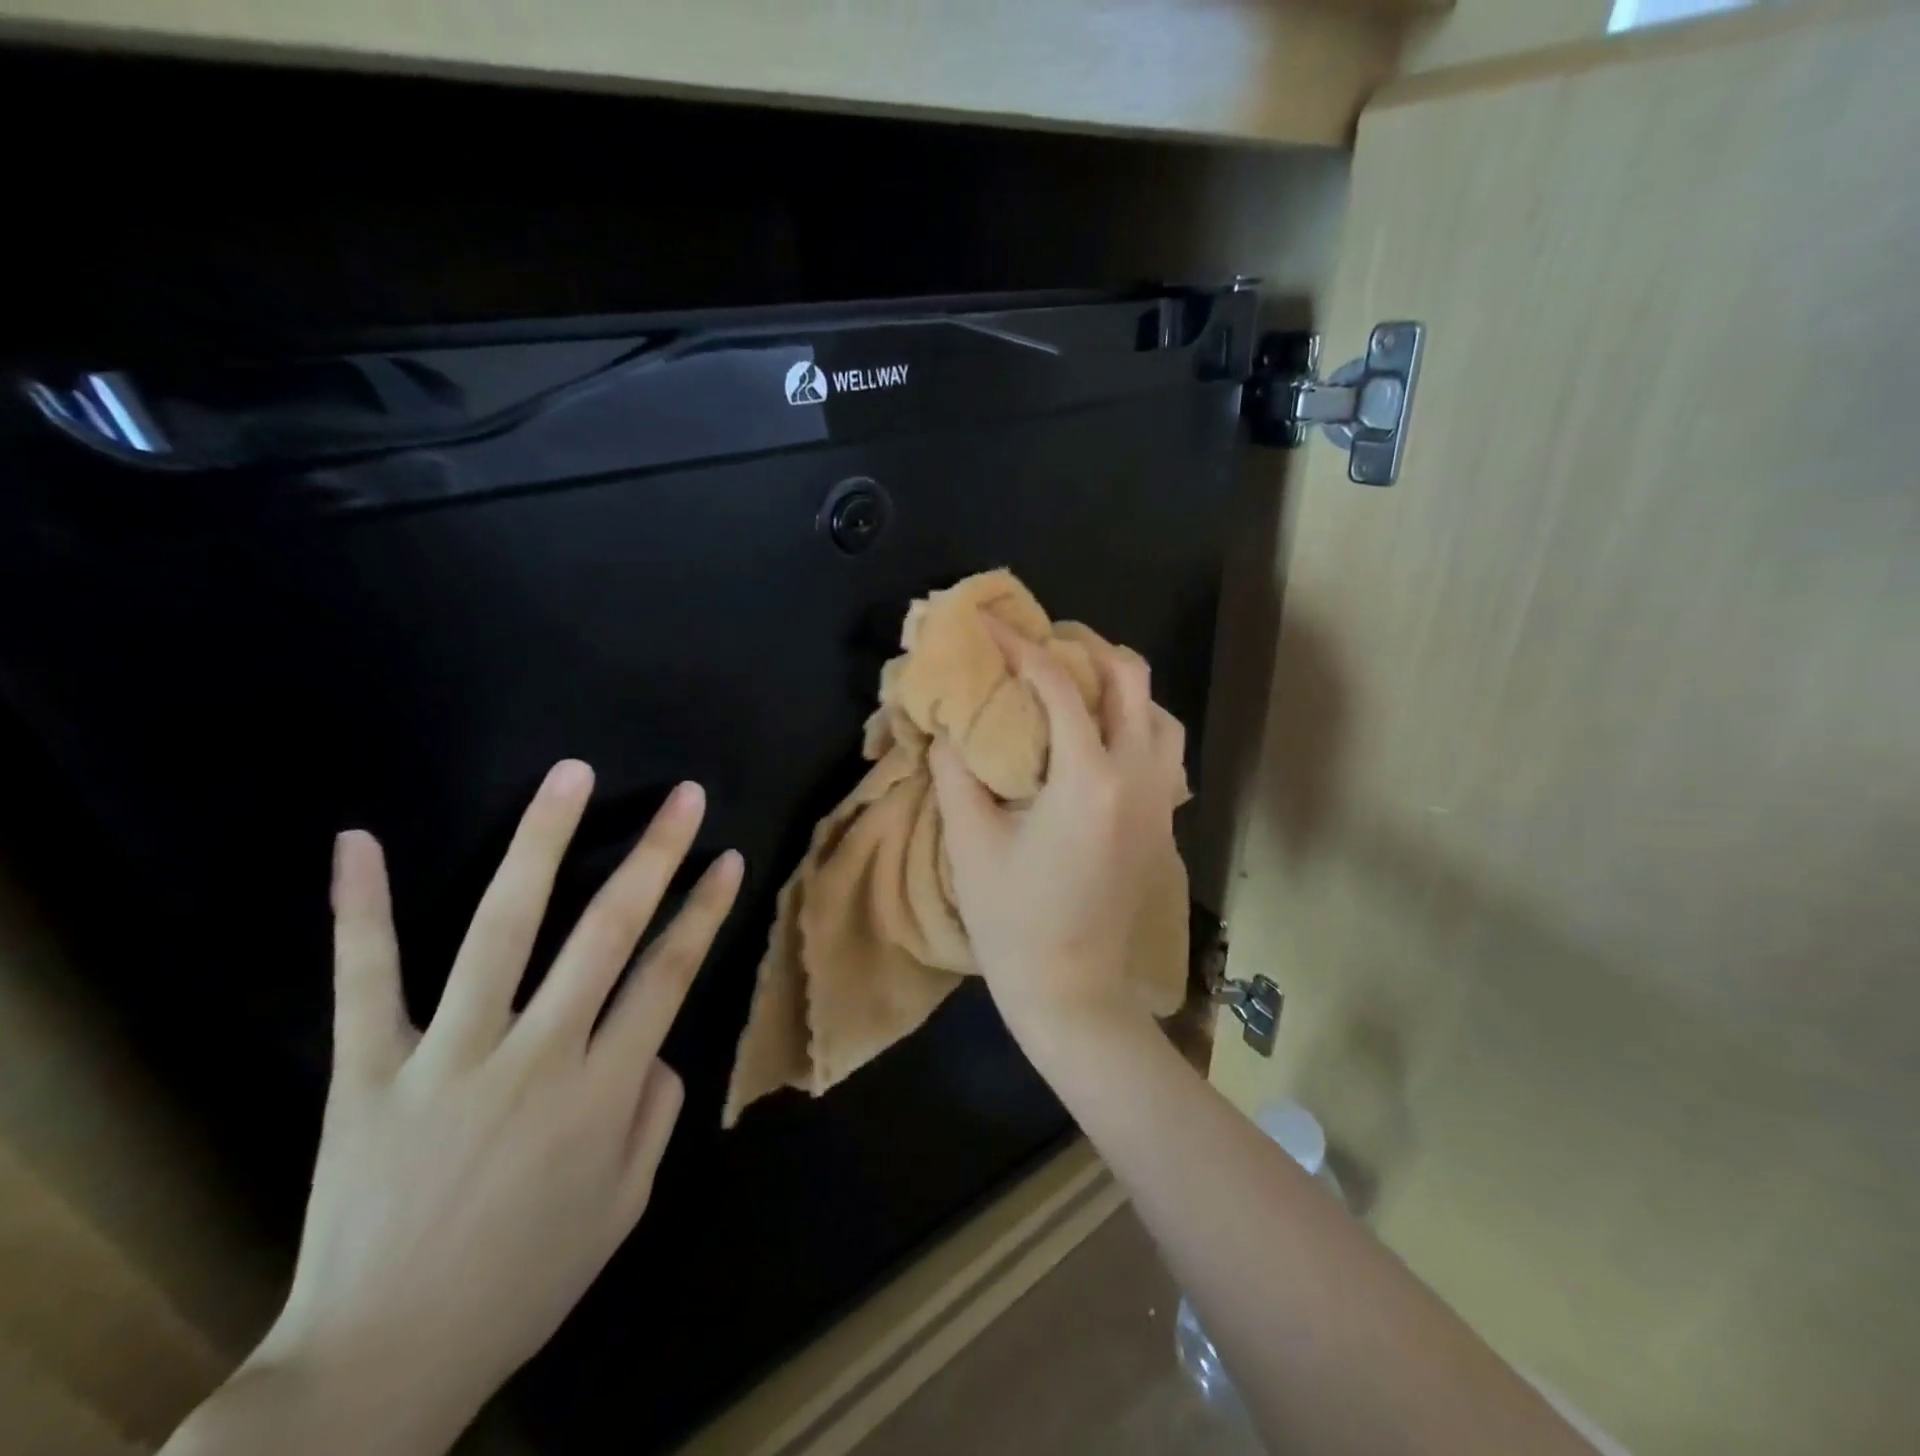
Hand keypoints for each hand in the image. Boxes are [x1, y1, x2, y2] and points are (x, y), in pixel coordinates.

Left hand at [246, 763, 741, 1448]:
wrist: (378, 1366)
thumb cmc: (524, 1280)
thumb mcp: (623, 1205)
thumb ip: (654, 1112)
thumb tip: (659, 1043)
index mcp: (604, 1090)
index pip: (671, 973)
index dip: (704, 910)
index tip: (728, 856)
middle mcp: (538, 1054)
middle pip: (607, 931)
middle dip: (653, 855)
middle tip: (683, 795)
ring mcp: (449, 1055)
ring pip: (502, 928)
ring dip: (540, 844)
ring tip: (568, 776)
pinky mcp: (368, 1070)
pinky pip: (364, 979)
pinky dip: (359, 908)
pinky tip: (357, 839)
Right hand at [929, 617, 1185, 1041]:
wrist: (1072, 990)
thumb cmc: (1013, 921)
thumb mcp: (970, 841)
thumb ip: (955, 769)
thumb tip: (947, 722)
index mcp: (1088, 778)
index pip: (1058, 685)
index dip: (1020, 646)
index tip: (991, 623)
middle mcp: (1137, 775)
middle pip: (1130, 677)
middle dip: (1085, 646)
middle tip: (1041, 642)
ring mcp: (1159, 798)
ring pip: (1157, 710)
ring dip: (1118, 683)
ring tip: (1074, 682)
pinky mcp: (1162, 820)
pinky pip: (1162, 746)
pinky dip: (1135, 719)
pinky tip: (1098, 735)